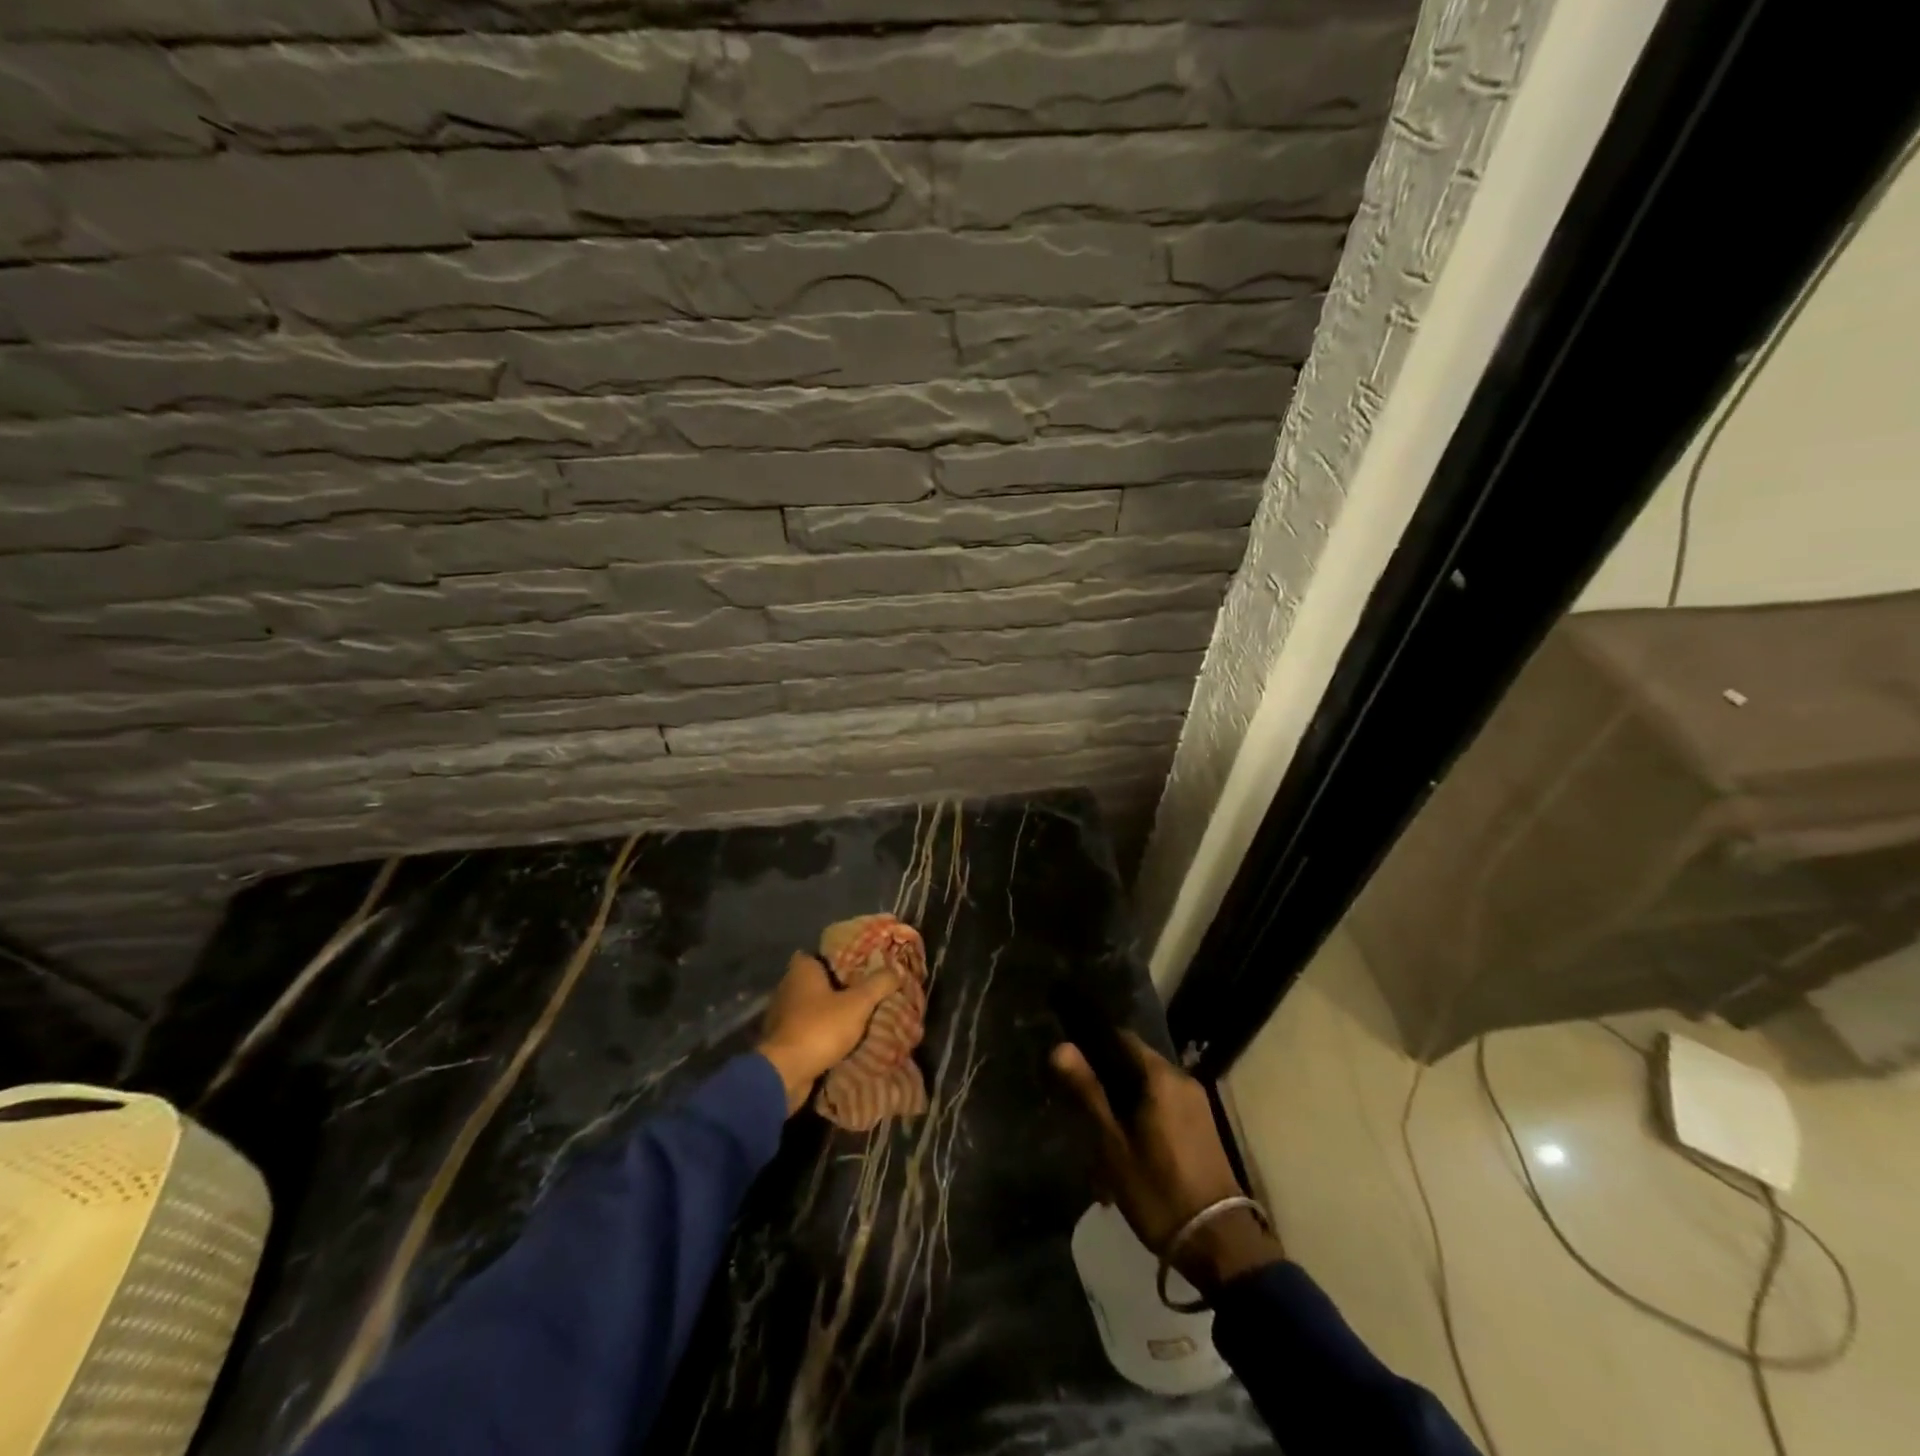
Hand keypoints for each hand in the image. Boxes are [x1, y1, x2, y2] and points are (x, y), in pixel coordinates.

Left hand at [758, 951, 904, 1115]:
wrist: (785, 1073)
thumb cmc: (820, 1027)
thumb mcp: (858, 1003)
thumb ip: (878, 984)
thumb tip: (896, 970)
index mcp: (801, 970)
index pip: (819, 953)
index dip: (838, 957)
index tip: (858, 964)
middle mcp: (787, 987)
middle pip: (816, 980)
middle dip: (837, 986)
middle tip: (863, 990)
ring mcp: (781, 1015)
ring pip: (811, 1006)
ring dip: (828, 1011)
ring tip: (856, 1015)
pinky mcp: (781, 1040)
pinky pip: (806, 1029)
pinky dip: (820, 1032)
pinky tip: (839, 1038)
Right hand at [1051, 1032, 1283, 1292]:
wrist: (1219, 1244)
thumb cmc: (1158, 1190)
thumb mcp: (1113, 1144)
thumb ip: (1088, 1092)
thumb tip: (1060, 1046)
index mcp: (1161, 1076)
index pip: (1120, 1037)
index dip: (1092, 1046)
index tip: (1070, 1065)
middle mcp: (1182, 1079)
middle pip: (1134, 1063)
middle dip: (1107, 1083)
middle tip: (1080, 1109)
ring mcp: (1196, 1103)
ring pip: (1147, 1089)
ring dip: (1123, 1106)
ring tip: (1100, 1139)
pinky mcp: (1202, 1126)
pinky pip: (1164, 1106)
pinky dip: (1142, 1118)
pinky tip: (1127, 1151)